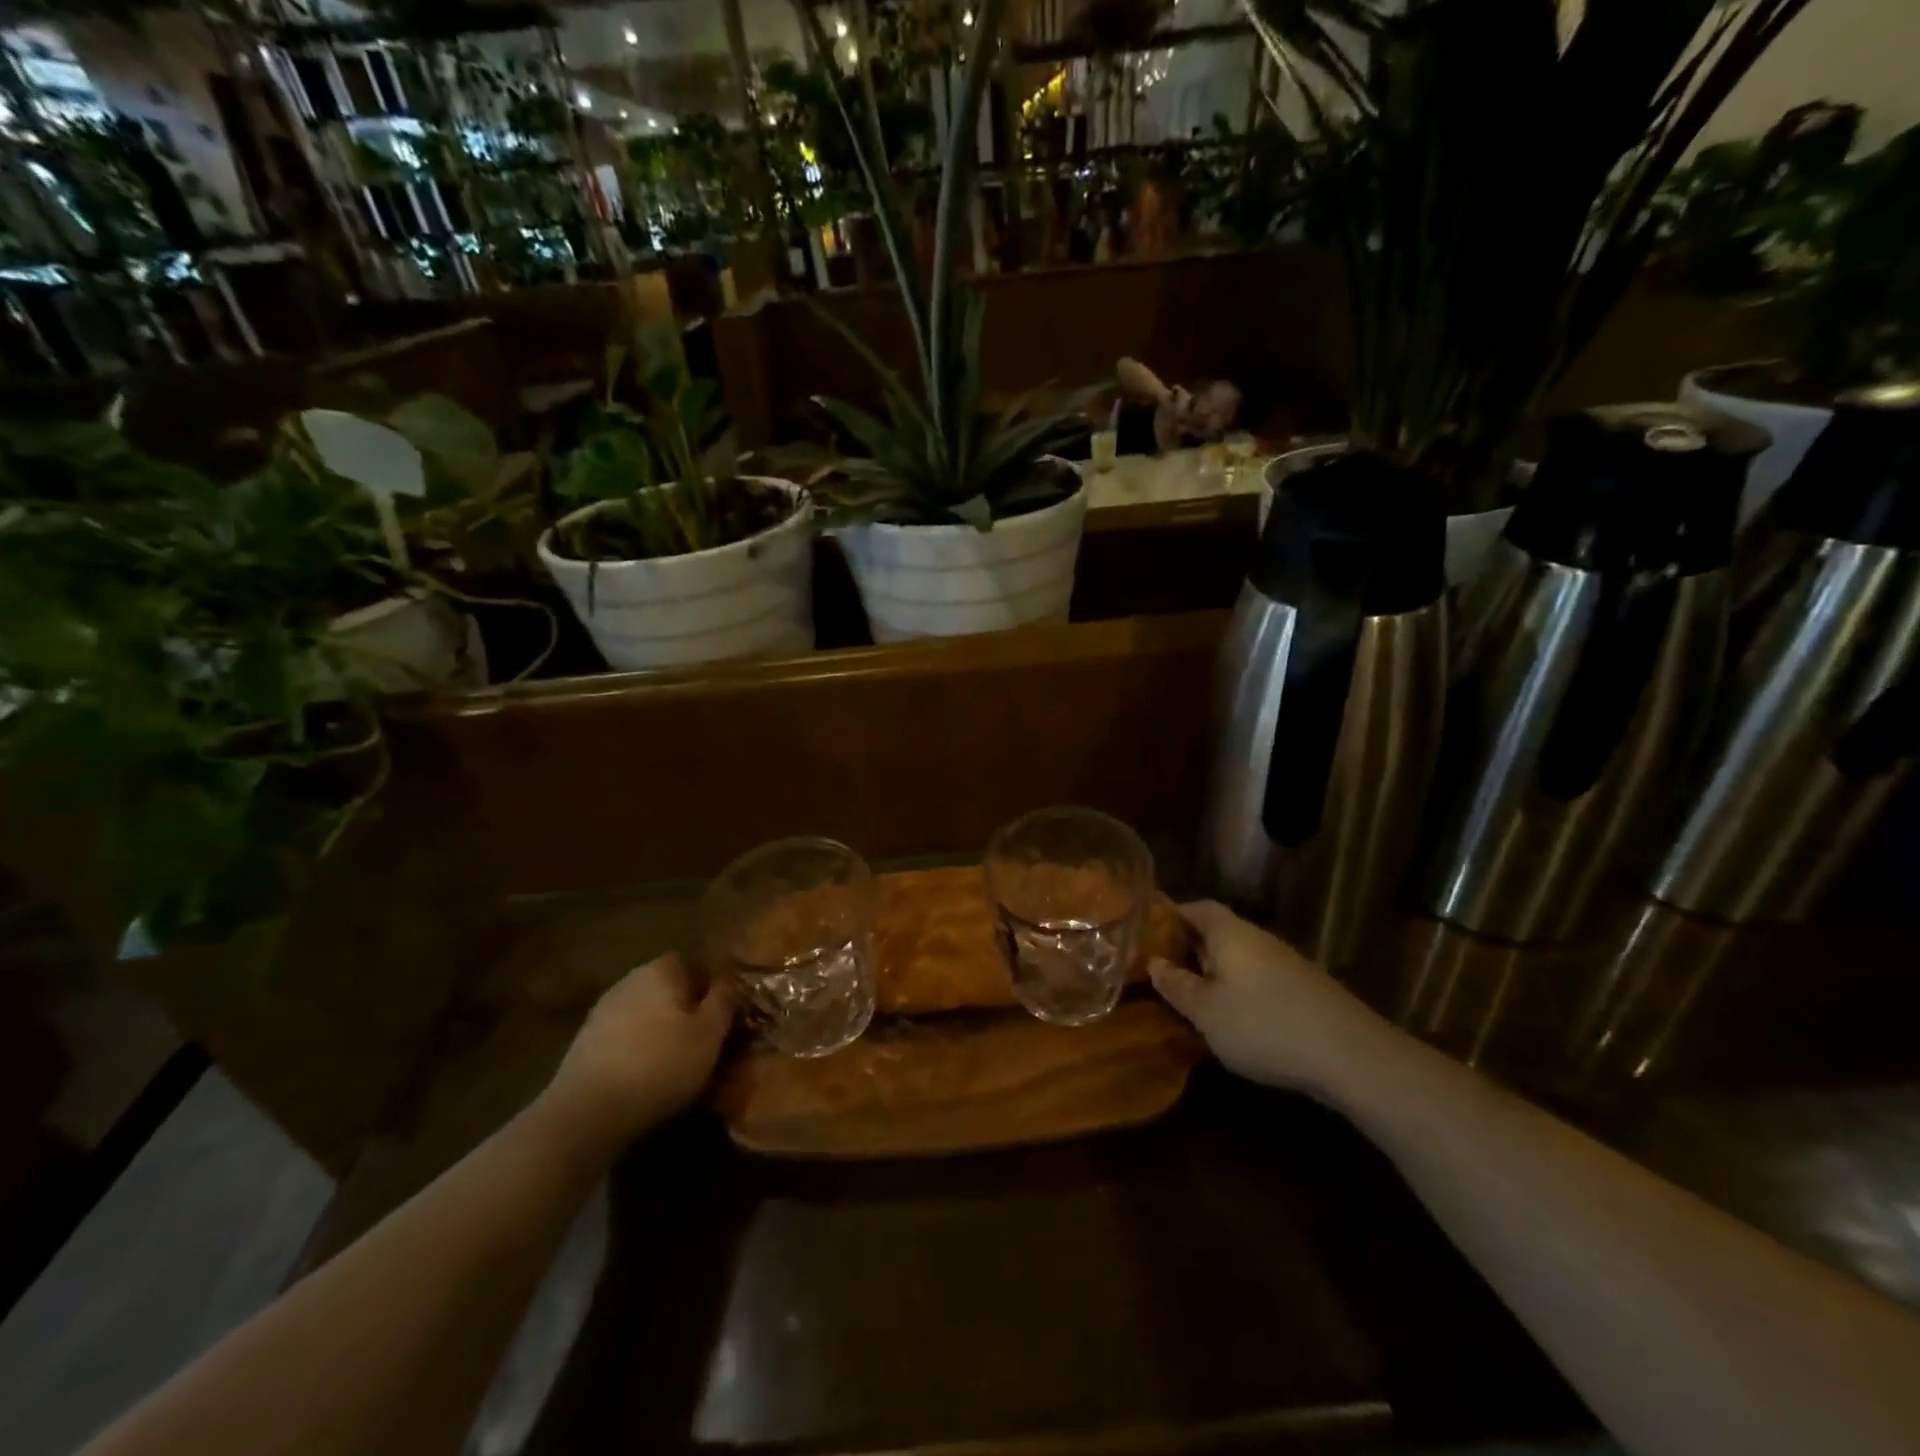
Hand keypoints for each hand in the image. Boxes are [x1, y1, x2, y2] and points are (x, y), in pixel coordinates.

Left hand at [542, 953, 734, 1145]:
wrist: (587, 1112)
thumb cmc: (660, 1065)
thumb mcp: (710, 1034)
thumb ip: (725, 999)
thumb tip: (730, 978)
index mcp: (661, 970)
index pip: (693, 962)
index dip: (711, 986)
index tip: (722, 1015)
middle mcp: (629, 980)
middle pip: (667, 986)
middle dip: (685, 1007)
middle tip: (703, 1039)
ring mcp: (602, 1011)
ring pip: (644, 1011)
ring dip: (659, 1029)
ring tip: (675, 1061)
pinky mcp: (584, 1042)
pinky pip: (623, 1035)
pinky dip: (636, 1048)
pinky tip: (644, 1075)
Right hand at [1150, 901, 1385, 1097]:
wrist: (1350, 1055)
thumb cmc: (1262, 1025)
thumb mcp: (1206, 1012)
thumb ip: (1177, 986)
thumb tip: (1154, 963)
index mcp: (1229, 933)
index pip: (1196, 907)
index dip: (1172, 914)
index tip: (1149, 931)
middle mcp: (1258, 938)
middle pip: (1218, 931)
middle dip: (1190, 946)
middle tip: (1164, 968)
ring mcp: (1285, 963)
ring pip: (1240, 957)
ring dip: (1216, 970)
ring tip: (1194, 996)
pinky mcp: (1305, 989)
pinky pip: (1259, 977)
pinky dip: (1240, 988)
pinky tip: (1235, 1018)